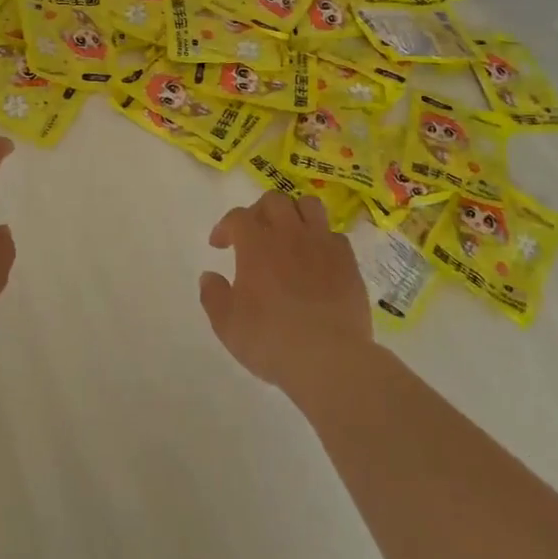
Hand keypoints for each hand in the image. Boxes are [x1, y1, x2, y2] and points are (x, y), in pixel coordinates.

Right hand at [199, 191, 373, 396]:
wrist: (328, 358)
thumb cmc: (270, 339)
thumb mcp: (226, 324)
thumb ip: (213, 295)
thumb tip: (209, 276)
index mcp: (256, 243)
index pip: (237, 216)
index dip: (225, 226)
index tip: (219, 245)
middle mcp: (289, 233)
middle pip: (274, 200)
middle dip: (259, 211)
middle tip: (254, 235)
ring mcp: (322, 244)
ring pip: (308, 206)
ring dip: (294, 214)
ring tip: (288, 235)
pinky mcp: (348, 261)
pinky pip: (334, 235)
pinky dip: (322, 240)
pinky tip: (317, 260)